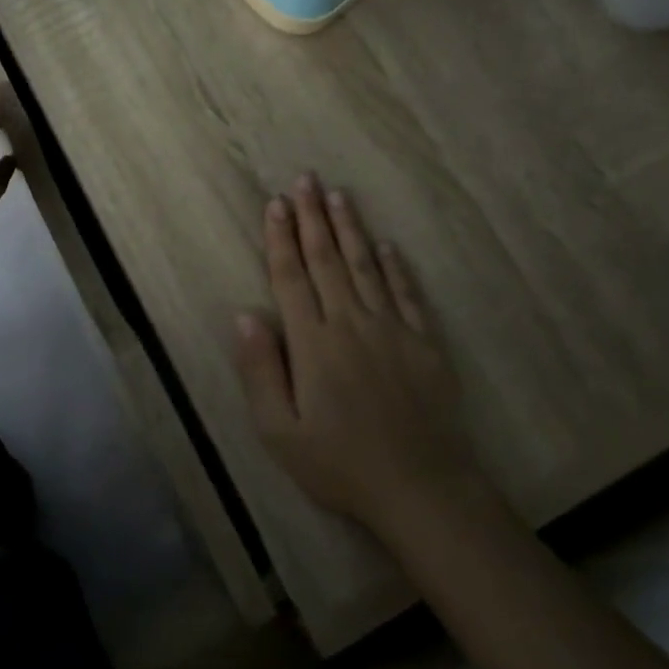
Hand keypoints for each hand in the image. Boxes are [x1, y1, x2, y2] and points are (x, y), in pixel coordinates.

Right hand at [234, 173, 484, 531]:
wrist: (422, 489)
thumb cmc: (340, 465)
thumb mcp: (280, 432)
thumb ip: (261, 370)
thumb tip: (244, 315)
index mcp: (314, 344)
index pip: (292, 277)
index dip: (281, 239)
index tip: (276, 204)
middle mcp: (352, 324)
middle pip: (327, 260)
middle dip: (313, 217)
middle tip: (305, 180)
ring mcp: (393, 330)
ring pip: (366, 267)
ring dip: (350, 229)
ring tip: (338, 195)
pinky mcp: (424, 344)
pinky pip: (407, 294)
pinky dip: (396, 267)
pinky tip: (387, 245)